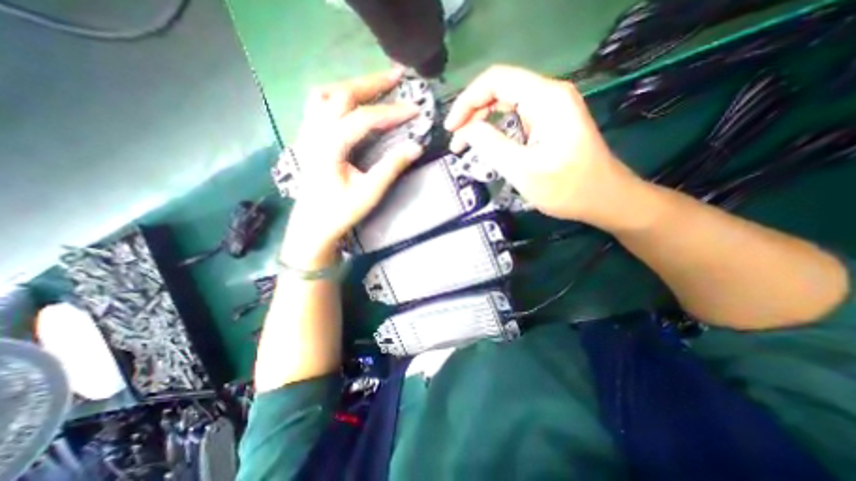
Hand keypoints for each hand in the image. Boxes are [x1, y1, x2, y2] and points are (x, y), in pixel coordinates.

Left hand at [283, 69, 423, 268]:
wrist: (313, 224)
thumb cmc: (340, 212)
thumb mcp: (369, 193)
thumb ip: (391, 168)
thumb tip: (416, 146)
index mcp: (329, 147)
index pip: (363, 118)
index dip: (391, 112)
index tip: (415, 110)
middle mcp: (314, 132)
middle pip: (342, 94)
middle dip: (372, 83)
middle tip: (398, 75)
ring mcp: (308, 132)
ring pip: (326, 93)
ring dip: (353, 85)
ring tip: (376, 84)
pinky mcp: (308, 136)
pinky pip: (318, 103)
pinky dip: (337, 94)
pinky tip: (351, 99)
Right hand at [444, 66, 644, 231]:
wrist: (605, 200)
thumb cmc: (568, 188)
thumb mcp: (524, 170)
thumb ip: (491, 146)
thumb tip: (466, 131)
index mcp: (546, 98)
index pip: (496, 80)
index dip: (467, 101)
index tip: (451, 128)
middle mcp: (549, 96)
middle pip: (499, 91)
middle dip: (472, 114)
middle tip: (456, 141)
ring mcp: (550, 110)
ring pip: (505, 105)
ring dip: (482, 123)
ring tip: (465, 145)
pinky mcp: (548, 124)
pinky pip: (514, 119)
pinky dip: (495, 131)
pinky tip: (486, 146)